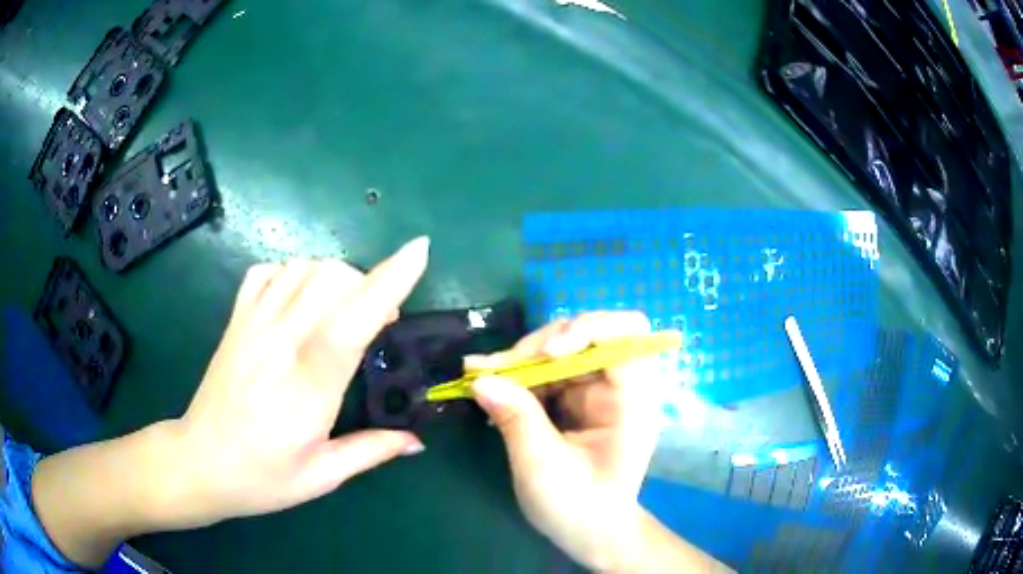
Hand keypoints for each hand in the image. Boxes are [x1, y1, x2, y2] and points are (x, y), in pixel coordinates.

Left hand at [175, 238, 430, 524]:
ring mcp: (252, 326)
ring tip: (343, 309)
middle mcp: (278, 345)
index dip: (388, 282)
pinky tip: (300, 299)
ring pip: (302, 267)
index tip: (419, 252)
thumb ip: (370, 451)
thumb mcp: (320, 477)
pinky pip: (268, 271)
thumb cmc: (261, 477)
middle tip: (380, 318)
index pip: (351, 322)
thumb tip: (416, 440)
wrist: (200, 462)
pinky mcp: (236, 320)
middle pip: (330, 279)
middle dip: (368, 283)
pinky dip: (294, 272)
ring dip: (335, 277)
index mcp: (307, 390)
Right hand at [468, 312, 670, 571]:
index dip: (587, 330)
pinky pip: (548, 372)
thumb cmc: (578, 507)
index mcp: (633, 400)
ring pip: (561, 350)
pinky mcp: (576, 400)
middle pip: (586, 335)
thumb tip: (481, 379)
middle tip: (497, 367)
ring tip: (481, 372)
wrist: (590, 534)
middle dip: (540, 345)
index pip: (626, 333)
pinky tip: (491, 383)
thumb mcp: (543, 467)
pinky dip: (520, 375)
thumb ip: (516, 418)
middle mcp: (619, 386)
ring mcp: (597, 391)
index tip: (547, 355)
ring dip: (522, 359)